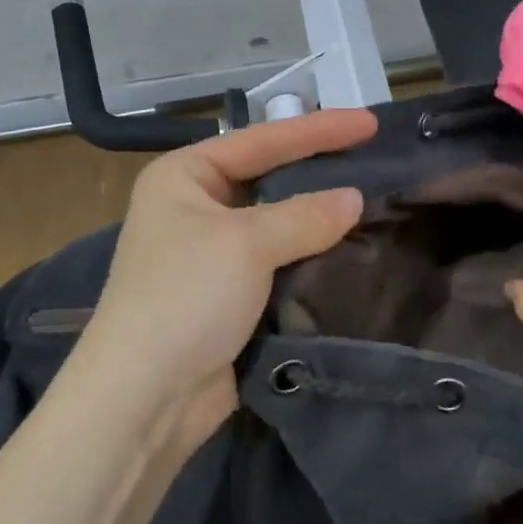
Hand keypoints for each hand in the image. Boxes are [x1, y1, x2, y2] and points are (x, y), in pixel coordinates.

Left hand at [75, 108, 377, 452]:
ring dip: (321, 218)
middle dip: (320, 170)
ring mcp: (214, 253)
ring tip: (377, 200)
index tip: (370, 123)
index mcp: (184, 176)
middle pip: (270, 178)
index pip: (262, 140)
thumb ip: (304, 216)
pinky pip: (281, 262)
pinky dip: (313, 256)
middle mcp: (196, 206)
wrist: (145, 401)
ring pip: (280, 223)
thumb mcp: (245, 244)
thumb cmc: (185, 298)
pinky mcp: (232, 295)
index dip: (318, 129)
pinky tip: (353, 249)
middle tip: (375, 158)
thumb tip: (355, 199)